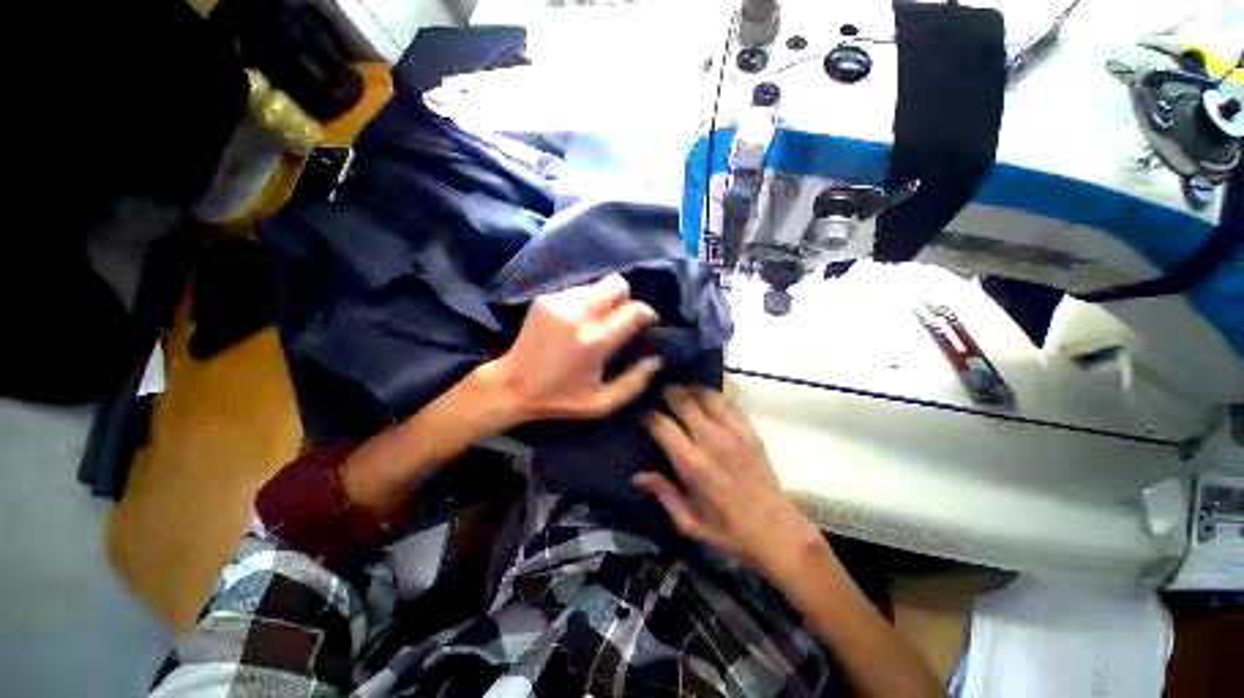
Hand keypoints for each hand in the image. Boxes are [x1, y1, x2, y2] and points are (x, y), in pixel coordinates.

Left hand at [484, 274, 661, 423]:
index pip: (634, 310)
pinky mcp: (544, 299)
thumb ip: (634, 382)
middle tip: (621, 319)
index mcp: (595, 341)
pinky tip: (575, 323)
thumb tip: (656, 359)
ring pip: (597, 286)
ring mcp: (559, 303)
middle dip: (626, 299)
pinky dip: (584, 303)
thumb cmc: (559, 399)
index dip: (648, 314)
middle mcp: (579, 315)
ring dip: (604, 301)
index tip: (648, 324)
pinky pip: (577, 291)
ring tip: (596, 323)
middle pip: (617, 284)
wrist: (510, 385)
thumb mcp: (602, 403)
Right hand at [637, 387, 823, 579]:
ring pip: (707, 396)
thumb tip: (636, 474)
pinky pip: (730, 404)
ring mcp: (734, 434)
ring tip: (683, 392)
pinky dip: (714, 397)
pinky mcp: (751, 432)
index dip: (649, 416)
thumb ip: (662, 493)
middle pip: (684, 402)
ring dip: (691, 390)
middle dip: (668, 394)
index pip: (663, 426)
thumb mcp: (688, 522)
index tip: (644, 416)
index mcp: (692, 465)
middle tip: (660, 395)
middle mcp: (711, 442)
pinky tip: (707, 399)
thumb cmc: (727, 531)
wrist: (776, 532)